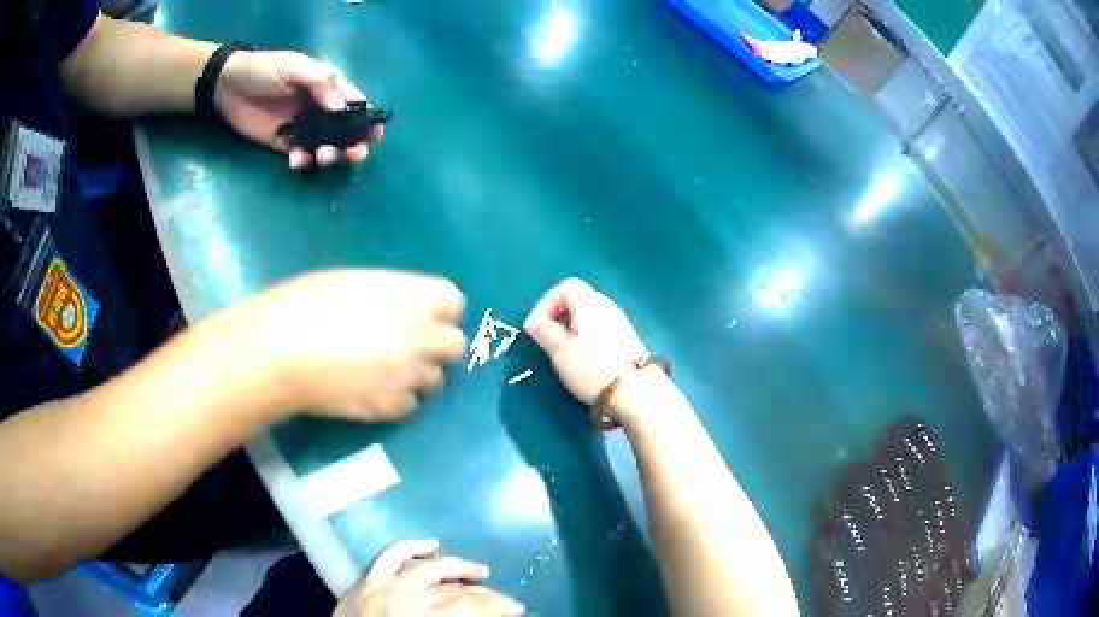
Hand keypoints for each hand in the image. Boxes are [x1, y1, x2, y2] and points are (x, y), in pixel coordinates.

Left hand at [215, 51, 383, 168]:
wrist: (228, 86)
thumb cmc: (265, 69)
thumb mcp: (296, 67)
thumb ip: (320, 83)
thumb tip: (342, 109)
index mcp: (327, 88)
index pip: (354, 104)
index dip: (367, 119)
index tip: (375, 134)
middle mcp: (319, 109)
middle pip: (344, 130)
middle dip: (354, 143)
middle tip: (355, 154)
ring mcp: (302, 128)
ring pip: (325, 145)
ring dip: (330, 154)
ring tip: (323, 157)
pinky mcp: (283, 143)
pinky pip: (300, 155)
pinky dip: (303, 161)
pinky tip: (297, 160)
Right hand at [242, 270, 464, 421]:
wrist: (279, 351)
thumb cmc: (307, 303)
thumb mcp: (354, 284)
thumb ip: (390, 297)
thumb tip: (399, 311)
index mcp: (414, 298)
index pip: (455, 303)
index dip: (439, 310)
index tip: (422, 315)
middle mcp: (422, 337)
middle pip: (455, 346)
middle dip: (436, 346)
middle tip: (408, 347)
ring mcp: (409, 376)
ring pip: (434, 380)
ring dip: (416, 376)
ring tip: (383, 372)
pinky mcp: (390, 408)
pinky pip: (408, 406)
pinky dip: (395, 400)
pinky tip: (369, 392)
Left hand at [335, 539, 524, 616]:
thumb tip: (483, 614)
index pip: (467, 608)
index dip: (496, 608)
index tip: (518, 609)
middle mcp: (403, 597)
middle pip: (455, 591)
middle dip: (488, 596)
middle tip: (510, 601)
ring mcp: (383, 583)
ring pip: (430, 568)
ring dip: (459, 567)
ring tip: (482, 571)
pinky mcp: (368, 577)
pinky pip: (391, 553)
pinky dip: (412, 546)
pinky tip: (432, 544)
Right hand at [524, 278, 648, 413]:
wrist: (637, 392)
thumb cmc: (593, 369)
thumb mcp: (561, 351)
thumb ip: (544, 332)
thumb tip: (533, 321)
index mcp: (589, 302)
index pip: (565, 287)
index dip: (546, 303)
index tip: (537, 327)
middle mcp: (606, 306)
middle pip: (577, 299)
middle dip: (557, 316)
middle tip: (547, 339)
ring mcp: (619, 322)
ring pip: (588, 315)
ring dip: (571, 328)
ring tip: (563, 352)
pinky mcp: (627, 339)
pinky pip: (599, 327)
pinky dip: (585, 336)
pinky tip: (583, 358)